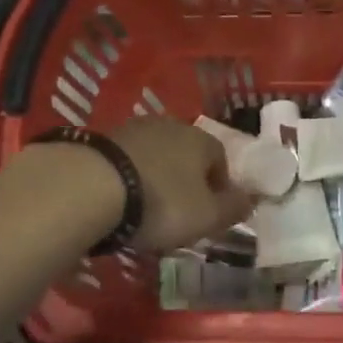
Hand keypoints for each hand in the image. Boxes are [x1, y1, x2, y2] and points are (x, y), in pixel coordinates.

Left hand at [111, 118, 254, 252]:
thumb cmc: (161, 203)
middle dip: (186, 181)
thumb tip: (251, 199)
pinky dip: (128, 178)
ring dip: (155, 178)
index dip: (219, 187)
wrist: (90, 187)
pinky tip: (119, 201)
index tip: (210, 213)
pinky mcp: (101, 140)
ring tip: (145, 209)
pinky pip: (126, 162)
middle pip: (186, 155)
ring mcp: (133, 129)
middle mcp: (171, 126)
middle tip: (178, 212)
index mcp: (202, 140)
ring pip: (155, 156)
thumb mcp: (207, 216)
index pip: (220, 159)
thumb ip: (232, 208)